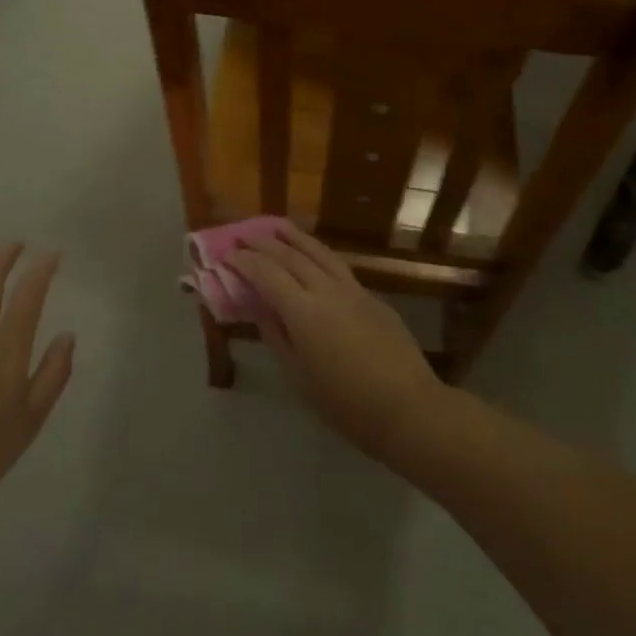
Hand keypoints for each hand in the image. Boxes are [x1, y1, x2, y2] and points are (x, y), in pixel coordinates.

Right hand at [227, 224, 443, 458]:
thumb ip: (277, 337)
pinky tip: (312, 256)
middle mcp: (326, 290)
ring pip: (318, 252)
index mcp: (304, 312)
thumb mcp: (300, 378)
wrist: (409, 408)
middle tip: (243, 235)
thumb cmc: (347, 404)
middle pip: (290, 256)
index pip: (267, 274)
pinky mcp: (372, 296)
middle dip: (263, 243)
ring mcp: (353, 290)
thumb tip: (260, 309)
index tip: (226, 254)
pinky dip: (317, 253)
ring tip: (276, 226)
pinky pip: (337, 265)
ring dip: (293, 237)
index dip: (244, 261)